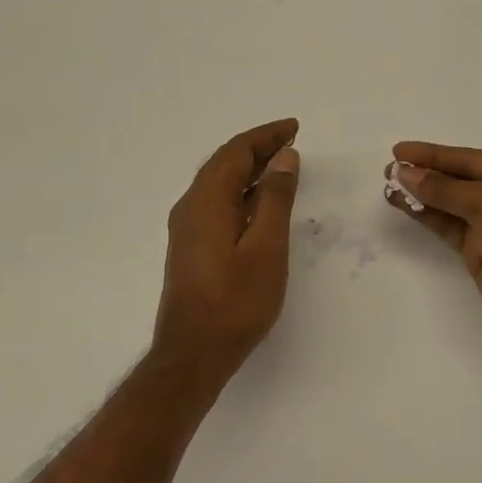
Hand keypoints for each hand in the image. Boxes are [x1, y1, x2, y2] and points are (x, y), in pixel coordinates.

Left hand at [155, 118, 300, 378]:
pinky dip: (241, 190)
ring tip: (282, 165)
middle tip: (291, 141)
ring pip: (219, 183)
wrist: (193, 354)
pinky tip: (260, 203)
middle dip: (258, 148)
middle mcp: (191, 206)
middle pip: (224, 163)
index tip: (294, 128)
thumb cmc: (235, 301)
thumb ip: (276, 198)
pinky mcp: (191, 246)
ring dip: (250, 168)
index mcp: (207, 200)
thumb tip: (283, 157)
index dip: (266, 135)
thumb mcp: (266, 247)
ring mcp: (187, 228)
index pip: (236, 152)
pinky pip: (217, 202)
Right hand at [385, 142, 481, 343]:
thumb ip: (445, 189)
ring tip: (388, 187)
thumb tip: (407, 174)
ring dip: (421, 196)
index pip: (467, 159)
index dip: (432, 154)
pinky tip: (405, 207)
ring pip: (449, 204)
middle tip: (388, 170)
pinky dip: (427, 217)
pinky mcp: (480, 251)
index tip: (399, 151)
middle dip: (424, 174)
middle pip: (457, 179)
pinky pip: (449, 227)